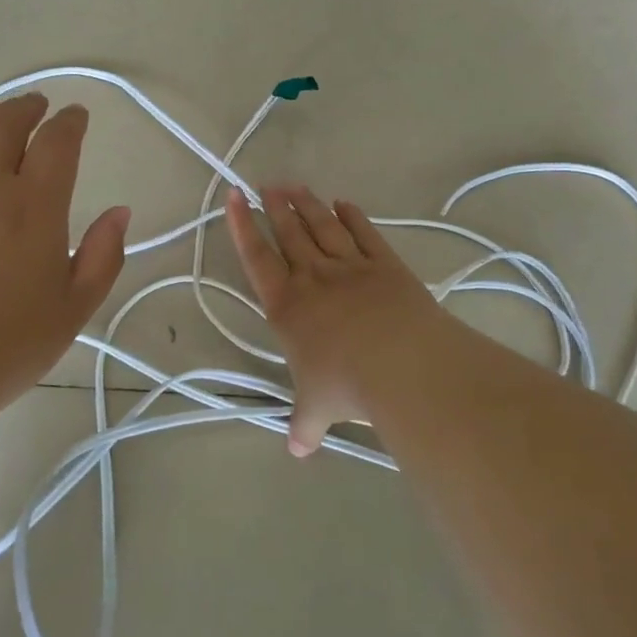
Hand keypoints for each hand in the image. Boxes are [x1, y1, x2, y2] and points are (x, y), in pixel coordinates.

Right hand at [225, 184, 446, 455]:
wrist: (402, 362)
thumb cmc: (347, 384)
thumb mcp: (318, 409)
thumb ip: (304, 425)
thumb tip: (296, 451)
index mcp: (287, 306)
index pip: (257, 258)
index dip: (242, 226)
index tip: (234, 197)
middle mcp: (314, 277)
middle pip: (290, 233)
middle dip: (275, 207)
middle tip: (266, 185)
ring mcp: (351, 266)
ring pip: (323, 227)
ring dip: (307, 205)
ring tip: (295, 186)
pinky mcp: (385, 264)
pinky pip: (364, 233)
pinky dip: (352, 217)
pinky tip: (344, 203)